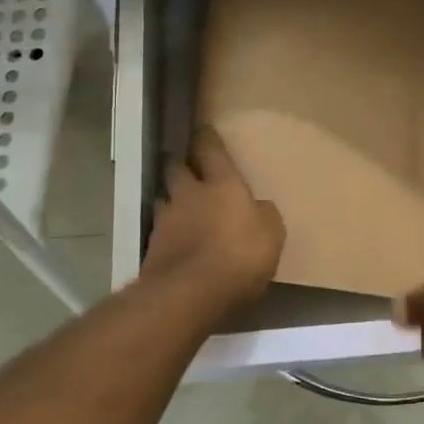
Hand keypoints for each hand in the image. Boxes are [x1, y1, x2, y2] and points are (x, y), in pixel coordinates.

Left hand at [142, 127, 285, 310]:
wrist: (189, 294)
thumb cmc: (240, 256)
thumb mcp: (271, 234)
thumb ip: (263, 215)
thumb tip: (257, 208)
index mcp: (222, 184)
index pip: (211, 151)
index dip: (207, 139)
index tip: (203, 130)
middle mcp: (189, 195)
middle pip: (177, 170)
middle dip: (181, 167)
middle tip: (187, 169)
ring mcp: (166, 222)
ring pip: (165, 200)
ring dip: (171, 201)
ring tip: (179, 209)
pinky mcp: (152, 250)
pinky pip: (160, 233)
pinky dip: (168, 235)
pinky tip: (176, 245)